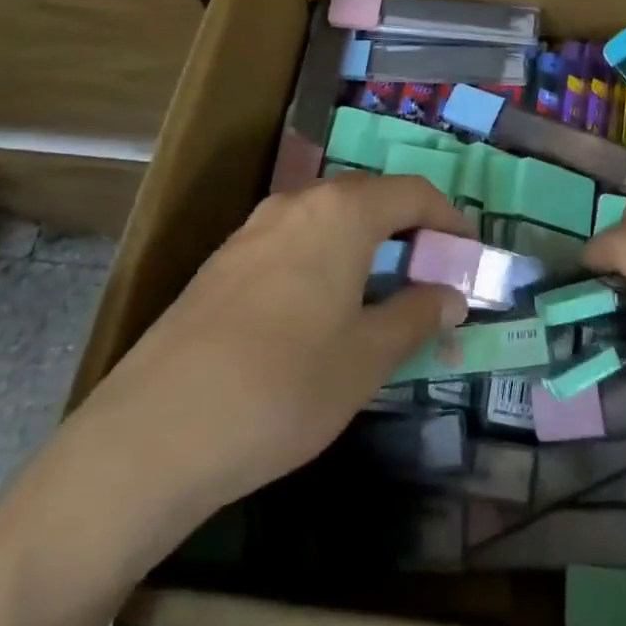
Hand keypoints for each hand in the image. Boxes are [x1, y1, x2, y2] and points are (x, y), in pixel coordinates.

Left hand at [53, 174, 470, 565]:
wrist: (155, 432)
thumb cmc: (283, 387)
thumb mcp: (367, 357)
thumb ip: (416, 315)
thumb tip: (450, 293)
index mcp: (342, 212)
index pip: (413, 193)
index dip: (449, 220)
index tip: (470, 254)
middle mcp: (297, 204)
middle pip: (369, 198)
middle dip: (409, 229)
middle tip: (431, 276)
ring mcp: (253, 229)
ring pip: (328, 219)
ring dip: (365, 244)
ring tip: (383, 292)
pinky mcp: (223, 262)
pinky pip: (293, 241)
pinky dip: (325, 258)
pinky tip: (321, 309)